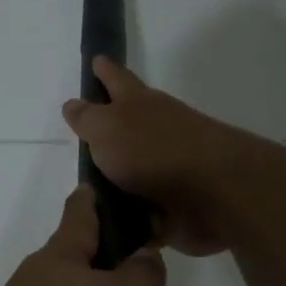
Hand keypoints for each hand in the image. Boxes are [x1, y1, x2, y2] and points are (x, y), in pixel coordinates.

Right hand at [61, 58, 241, 255]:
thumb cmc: (152, 150)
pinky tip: (112, 226)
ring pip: (136, 168)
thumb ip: (87, 118)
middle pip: (129, 124)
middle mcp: (156, 130)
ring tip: (89, 192)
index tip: (96, 59)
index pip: (116, 79)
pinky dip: (131, 215)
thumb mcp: (106, 128)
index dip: (104, 70)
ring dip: (118, 177)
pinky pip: (144, 209)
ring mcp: (169, 167)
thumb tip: (73, 104)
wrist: (213, 192)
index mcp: (139, 104)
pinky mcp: (176, 203)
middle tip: (86, 134)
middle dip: (111, 126)